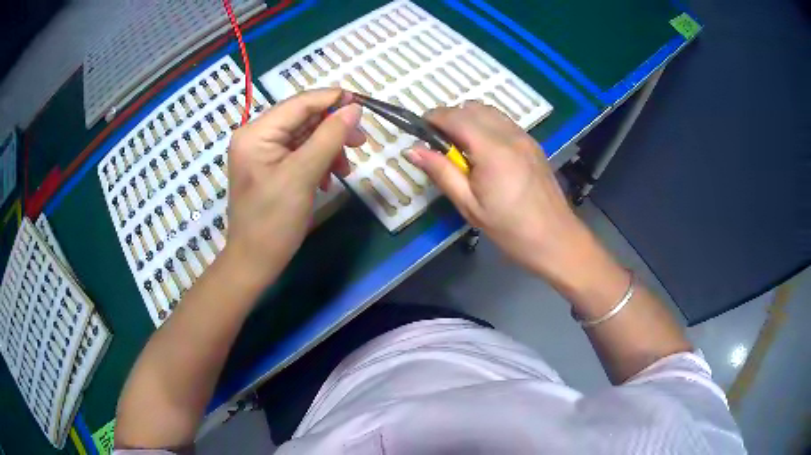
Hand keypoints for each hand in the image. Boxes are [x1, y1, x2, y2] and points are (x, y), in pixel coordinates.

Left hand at [225, 89, 363, 282]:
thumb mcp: (303, 175)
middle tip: (361, 142)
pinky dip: (319, 161)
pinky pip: (300, 153)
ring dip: (329, 148)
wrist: (255, 262)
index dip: (332, 99)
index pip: (299, 103)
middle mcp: (257, 136)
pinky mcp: (271, 167)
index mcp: (256, 133)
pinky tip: (329, 179)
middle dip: (333, 129)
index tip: (363, 105)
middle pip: (303, 118)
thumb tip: (354, 108)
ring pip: (305, 136)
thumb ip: (329, 137)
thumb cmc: (274, 221)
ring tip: (345, 169)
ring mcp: (263, 152)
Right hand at [406, 101, 590, 277]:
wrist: (555, 238)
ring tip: (461, 146)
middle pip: (473, 108)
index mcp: (492, 149)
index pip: (456, 117)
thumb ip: (441, 172)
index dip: (434, 117)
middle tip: (439, 142)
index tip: (420, 129)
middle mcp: (510, 134)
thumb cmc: (509, 228)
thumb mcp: (469, 205)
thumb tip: (412, 150)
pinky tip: (484, 151)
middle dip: (450, 117)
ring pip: (490, 112)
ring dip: (470, 119)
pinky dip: (487, 125)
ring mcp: (525, 137)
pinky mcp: (533, 144)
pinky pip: (504, 122)